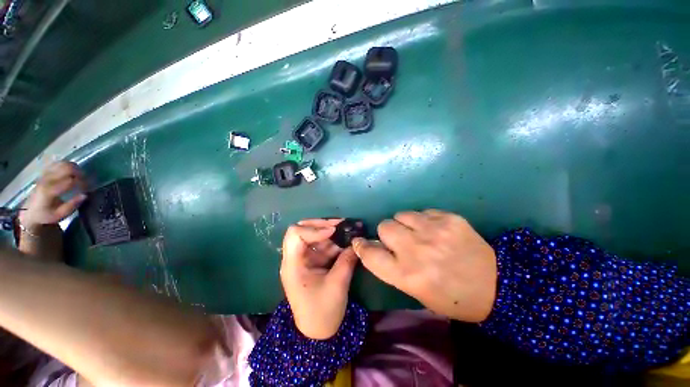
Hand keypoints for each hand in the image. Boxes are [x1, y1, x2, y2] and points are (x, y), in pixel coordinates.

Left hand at [19, 161, 86, 228]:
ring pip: (63, 163)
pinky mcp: (45, 172)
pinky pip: (58, 163)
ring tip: (79, 176)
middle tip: (85, 181)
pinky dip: (67, 165)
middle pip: (67, 168)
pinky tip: (70, 172)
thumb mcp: (59, 215)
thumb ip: (72, 205)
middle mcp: (47, 179)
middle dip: (79, 173)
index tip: (87, 189)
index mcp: (49, 191)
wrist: (30, 212)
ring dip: (74, 168)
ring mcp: (45, 174)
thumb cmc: (46, 215)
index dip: (82, 183)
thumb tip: (85, 195)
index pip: (70, 181)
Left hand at [280, 218, 358, 339]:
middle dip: (321, 225)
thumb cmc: (323, 312)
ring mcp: (303, 259)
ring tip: (347, 230)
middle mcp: (295, 258)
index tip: (333, 231)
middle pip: (302, 230)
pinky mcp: (312, 262)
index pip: (295, 234)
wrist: (318, 332)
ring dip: (330, 232)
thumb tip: (357, 242)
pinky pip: (321, 245)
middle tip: (340, 224)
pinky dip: (333, 242)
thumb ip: (347, 260)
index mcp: (293, 265)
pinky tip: (345, 242)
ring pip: (313, 236)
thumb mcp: (338, 285)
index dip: (314, 228)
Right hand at [353, 210, 496, 322]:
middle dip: (387, 233)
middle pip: (384, 226)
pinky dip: (424, 220)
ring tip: (419, 233)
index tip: (360, 242)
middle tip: (400, 240)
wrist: (497, 286)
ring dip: (404, 224)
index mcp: (407, 275)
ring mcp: (434, 231)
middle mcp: (417, 250)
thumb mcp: (415, 291)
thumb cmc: (451, 297)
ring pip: (401, 214)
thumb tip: (373, 245)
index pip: (371, 254)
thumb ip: (390, 267)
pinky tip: (436, 230)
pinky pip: (423, 212)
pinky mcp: (450, 218)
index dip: (362, 246)